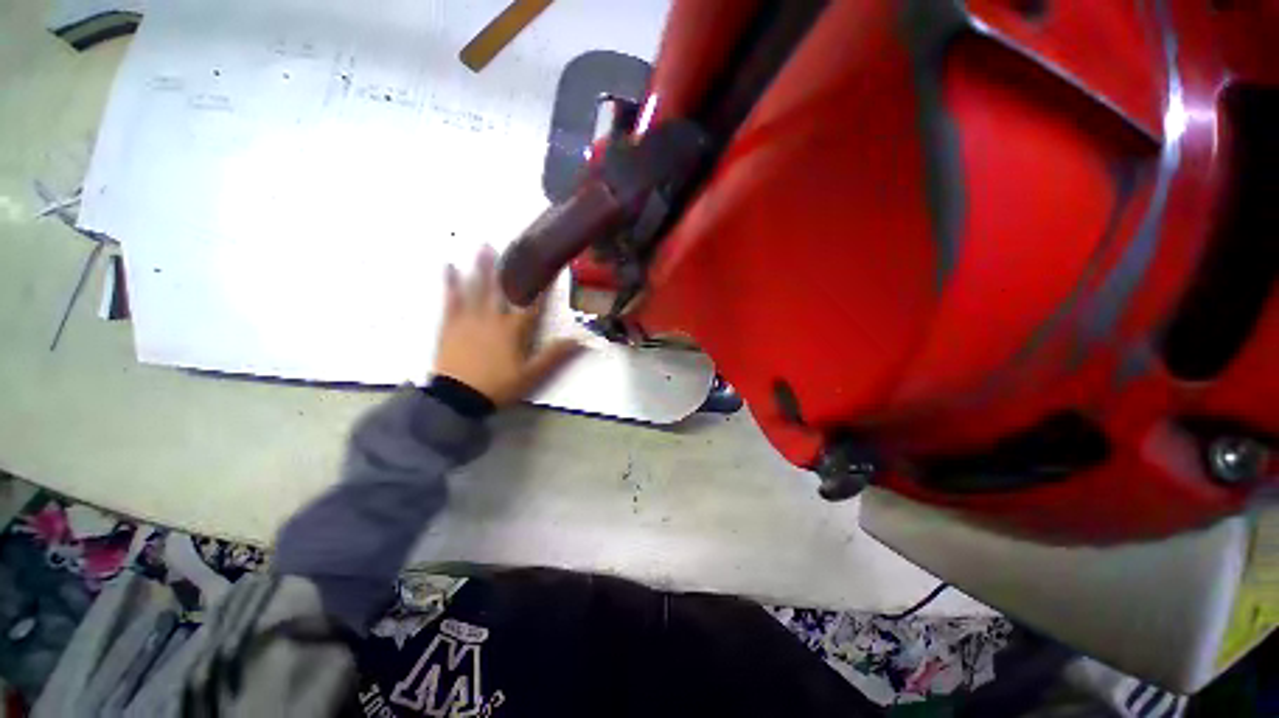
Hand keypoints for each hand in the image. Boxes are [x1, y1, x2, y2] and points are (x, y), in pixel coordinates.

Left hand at [433, 247, 580, 406]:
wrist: (458, 397)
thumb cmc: (498, 385)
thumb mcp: (532, 374)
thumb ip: (555, 355)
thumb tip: (580, 340)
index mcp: (514, 330)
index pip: (532, 305)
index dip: (542, 287)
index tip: (550, 269)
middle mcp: (492, 318)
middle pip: (502, 289)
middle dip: (508, 267)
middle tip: (512, 244)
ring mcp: (469, 319)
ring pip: (477, 288)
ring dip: (481, 267)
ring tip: (483, 245)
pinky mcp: (450, 324)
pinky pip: (451, 299)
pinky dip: (450, 283)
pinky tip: (448, 267)